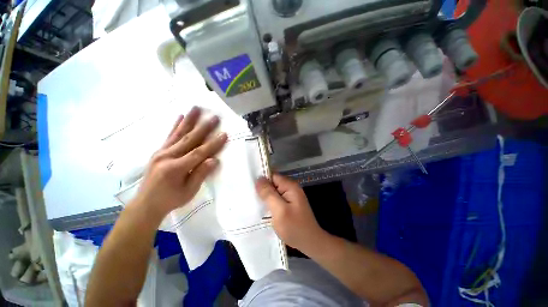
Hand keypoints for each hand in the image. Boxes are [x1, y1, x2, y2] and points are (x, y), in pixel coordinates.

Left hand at [131, 107, 227, 219]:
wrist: (146, 204)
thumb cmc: (170, 200)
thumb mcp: (188, 191)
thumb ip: (200, 174)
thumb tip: (214, 160)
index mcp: (176, 168)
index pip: (199, 153)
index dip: (213, 144)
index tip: (224, 134)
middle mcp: (167, 156)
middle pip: (189, 139)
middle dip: (204, 128)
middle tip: (214, 117)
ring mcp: (161, 152)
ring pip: (178, 133)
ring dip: (189, 120)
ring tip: (196, 108)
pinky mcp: (159, 151)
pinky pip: (169, 136)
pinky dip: (175, 125)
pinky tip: (180, 116)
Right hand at [255, 174, 326, 252]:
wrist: (309, 243)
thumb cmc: (294, 228)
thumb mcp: (279, 210)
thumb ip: (269, 194)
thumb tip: (259, 179)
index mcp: (290, 186)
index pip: (272, 176)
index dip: (261, 180)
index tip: (249, 186)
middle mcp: (291, 188)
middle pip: (273, 183)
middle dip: (262, 189)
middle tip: (249, 196)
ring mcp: (290, 196)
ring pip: (273, 191)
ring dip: (265, 196)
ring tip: (253, 202)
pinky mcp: (288, 203)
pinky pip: (276, 198)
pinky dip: (269, 202)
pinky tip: (262, 208)